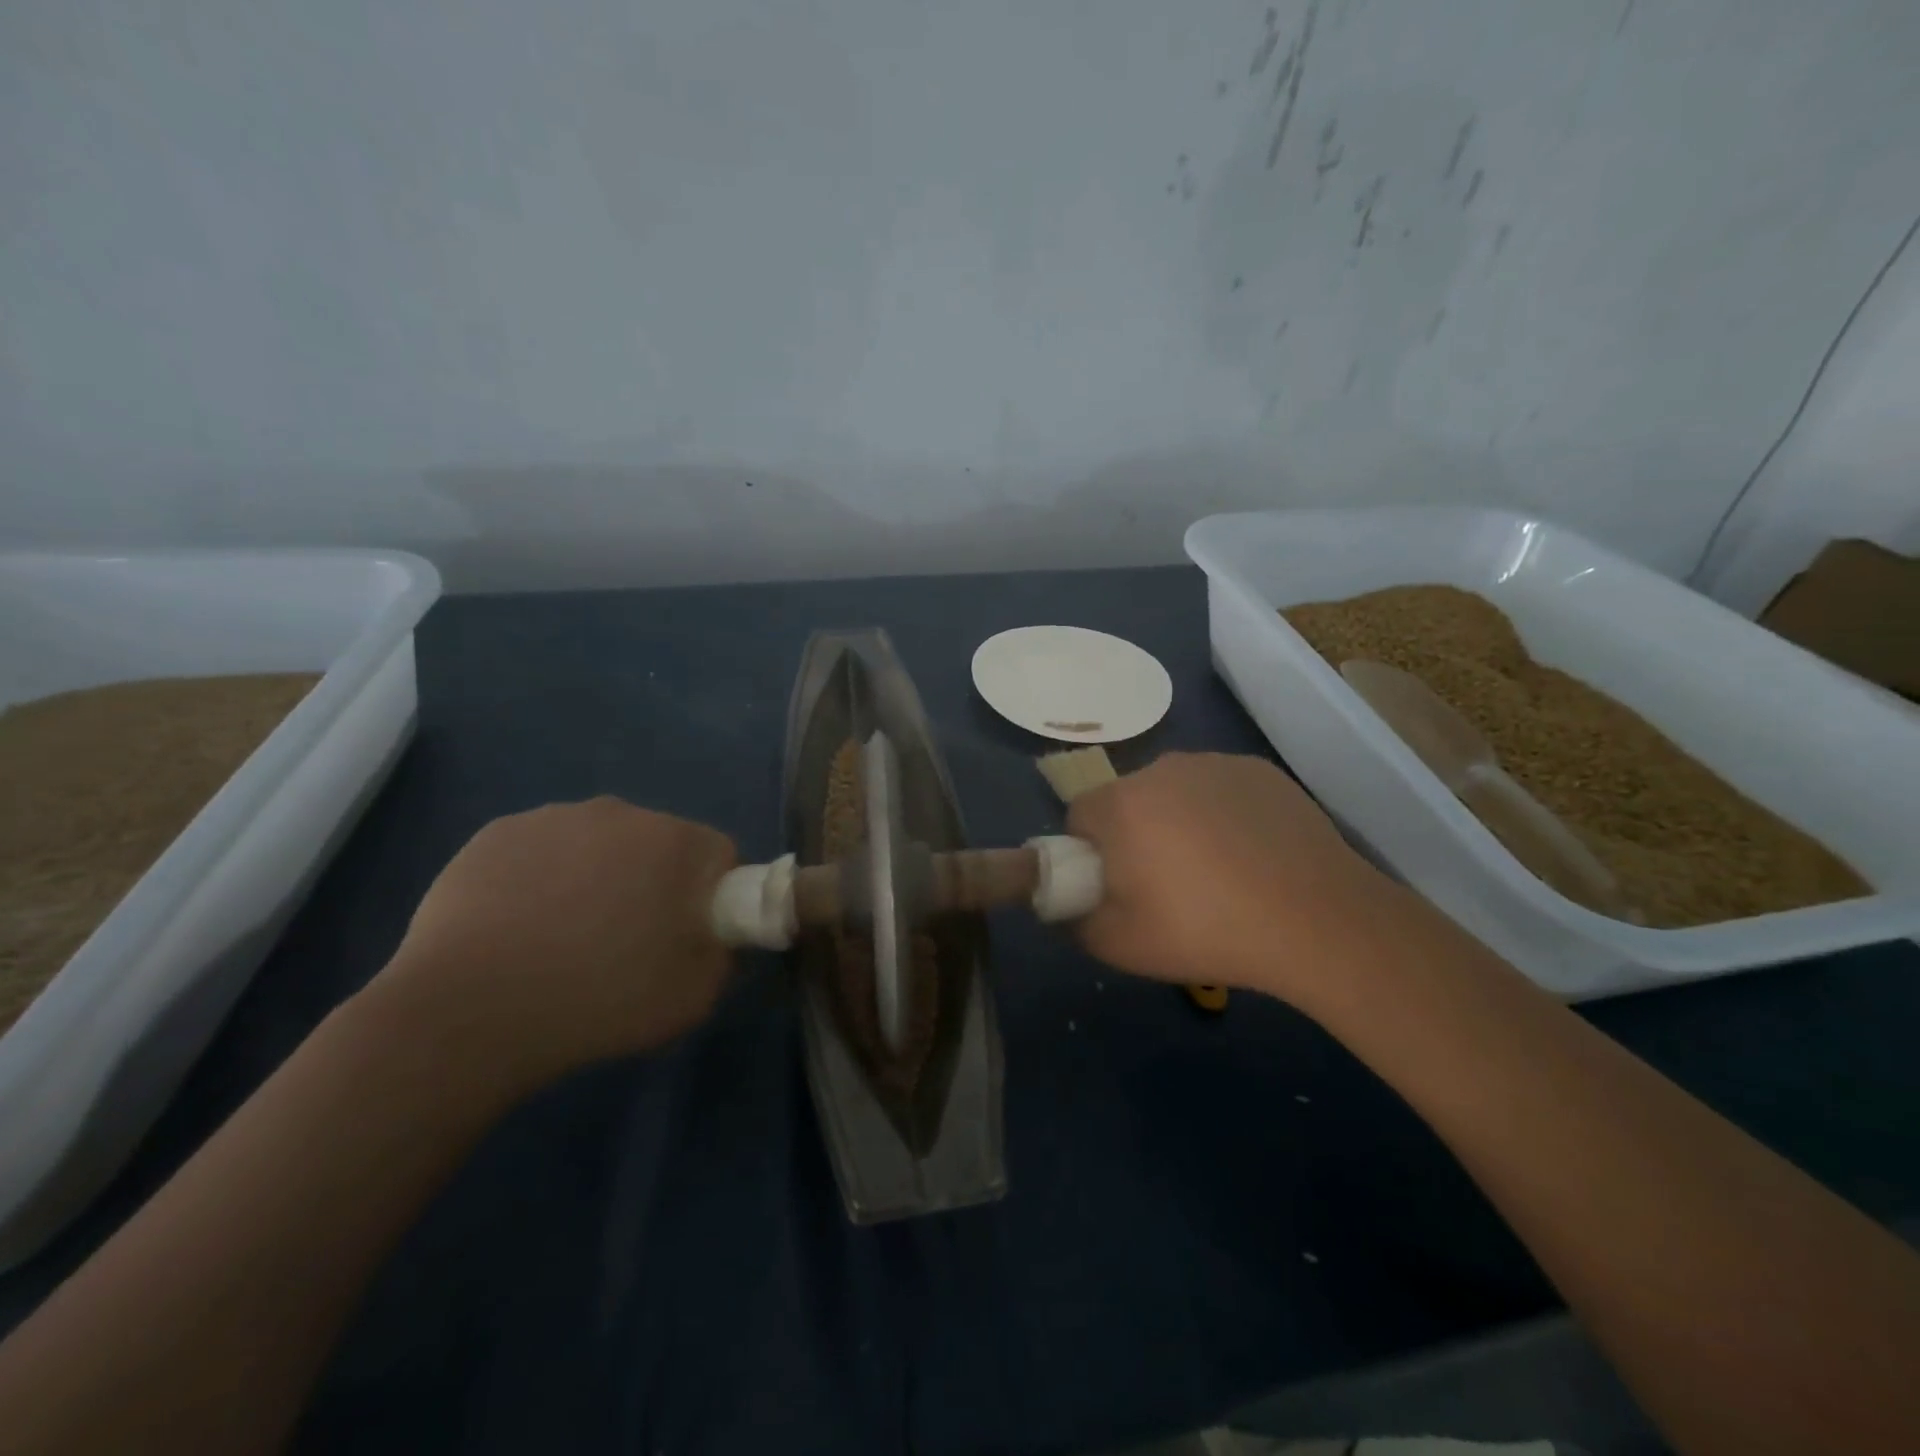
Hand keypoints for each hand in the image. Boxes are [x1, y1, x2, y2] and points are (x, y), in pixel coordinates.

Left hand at [371, 798, 737, 1094]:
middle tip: (628, 941)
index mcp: (677, 842)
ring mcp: (554, 818)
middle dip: (654, 882)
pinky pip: (542, 850)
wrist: (468, 1014)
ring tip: (565, 938)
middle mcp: (621, 812)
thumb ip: (723, 953)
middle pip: (659, 844)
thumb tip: (711, 935)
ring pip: (598, 843)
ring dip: (597, 876)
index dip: (712, 897)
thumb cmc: (599, 1002)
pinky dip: (542, 878)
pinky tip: (520, 927)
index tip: (688, 936)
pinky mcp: (497, 833)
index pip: (718, 856)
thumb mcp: (696, 996)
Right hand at [1066, 753, 1395, 1003]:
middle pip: (1126, 800)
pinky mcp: (1259, 770)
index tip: (1117, 886)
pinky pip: (1218, 788)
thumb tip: (1068, 905)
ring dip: (1177, 821)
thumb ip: (1075, 921)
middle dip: (1134, 835)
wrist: (1317, 921)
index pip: (1079, 816)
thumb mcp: (1120, 945)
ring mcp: (1215, 764)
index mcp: (1122, 804)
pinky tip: (1251, 853)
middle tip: (1166, 886)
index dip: (1089, 854)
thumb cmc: (1207, 931)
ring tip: (1216, 871)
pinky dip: (1222, 813)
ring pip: (1173, 791)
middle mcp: (1162, 768)